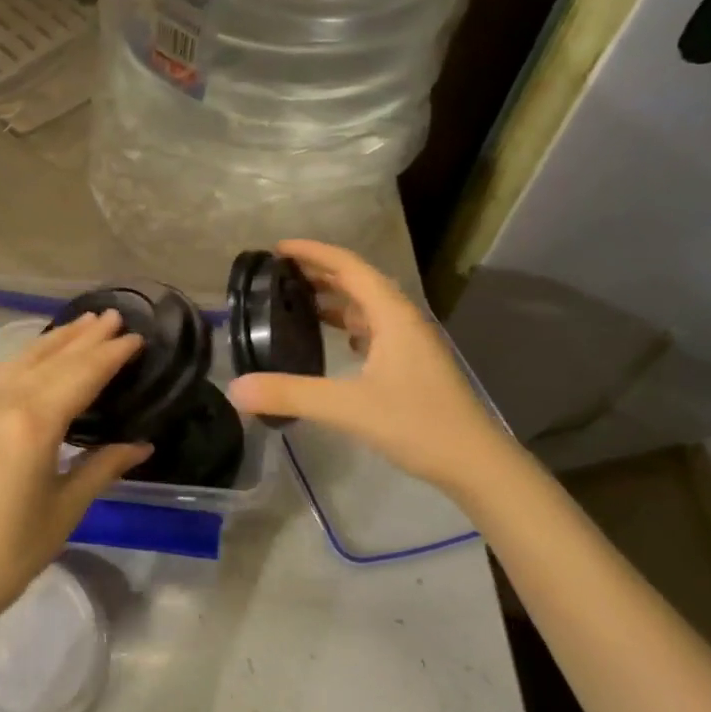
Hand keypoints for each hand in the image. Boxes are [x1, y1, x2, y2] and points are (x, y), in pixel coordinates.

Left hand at [0, 310, 149, 627]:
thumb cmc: (9, 553)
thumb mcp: (65, 510)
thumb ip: (102, 467)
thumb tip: (141, 445)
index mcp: (33, 424)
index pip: (81, 375)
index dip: (111, 355)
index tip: (136, 338)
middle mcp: (1, 401)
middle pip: (52, 359)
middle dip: (86, 337)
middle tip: (114, 316)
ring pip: (22, 359)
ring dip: (56, 340)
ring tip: (83, 324)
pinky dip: (26, 358)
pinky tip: (38, 356)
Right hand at [227, 240, 514, 494]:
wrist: (475, 463)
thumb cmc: (418, 424)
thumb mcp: (348, 407)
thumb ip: (291, 394)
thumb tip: (235, 389)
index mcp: (392, 315)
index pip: (349, 267)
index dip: (313, 253)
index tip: (277, 248)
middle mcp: (403, 320)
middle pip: (358, 281)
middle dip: (319, 272)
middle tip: (278, 273)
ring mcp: (411, 342)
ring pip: (367, 306)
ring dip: (334, 298)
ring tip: (297, 300)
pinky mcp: (412, 364)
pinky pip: (374, 329)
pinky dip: (348, 324)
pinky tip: (335, 340)